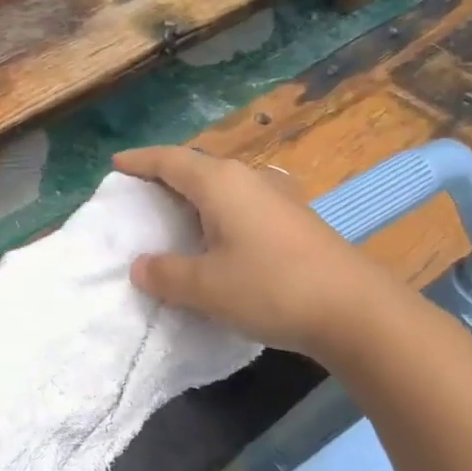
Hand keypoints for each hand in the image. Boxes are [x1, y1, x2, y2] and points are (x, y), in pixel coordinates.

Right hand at [115, 146, 382, 358]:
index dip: (141, 161)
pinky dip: (218, 215)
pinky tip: (218, 238)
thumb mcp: (206, 286)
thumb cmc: (271, 287)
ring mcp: (277, 199)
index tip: (116, 164)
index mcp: (221, 183)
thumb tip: (141, 266)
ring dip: (195, 197)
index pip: (170, 161)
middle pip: (197, 168)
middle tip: (140, 193)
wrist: (355, 310)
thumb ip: (166, 274)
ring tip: (174, 216)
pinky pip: (242, 206)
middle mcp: (249, 180)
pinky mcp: (294, 222)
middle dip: (166, 177)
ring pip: (223, 188)